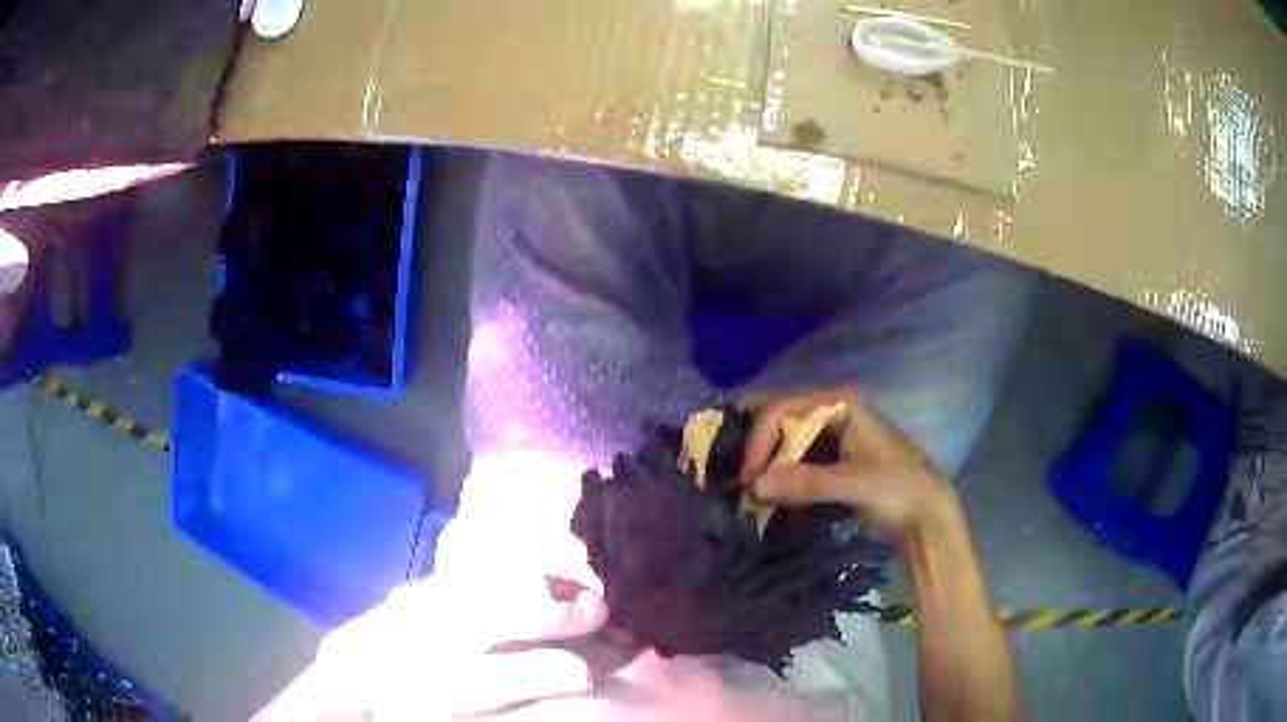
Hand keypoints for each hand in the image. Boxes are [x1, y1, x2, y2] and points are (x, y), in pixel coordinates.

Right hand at [740, 387, 958, 539]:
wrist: (927, 515)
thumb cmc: (899, 489)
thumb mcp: (855, 483)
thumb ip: (808, 482)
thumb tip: (755, 487)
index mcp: (841, 403)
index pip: (784, 409)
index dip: (761, 440)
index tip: (750, 477)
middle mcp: (833, 412)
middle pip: (781, 422)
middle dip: (760, 451)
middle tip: (742, 485)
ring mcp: (833, 435)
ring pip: (786, 442)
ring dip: (767, 465)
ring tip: (749, 492)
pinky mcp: (832, 459)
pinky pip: (796, 460)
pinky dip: (780, 476)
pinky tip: (767, 494)